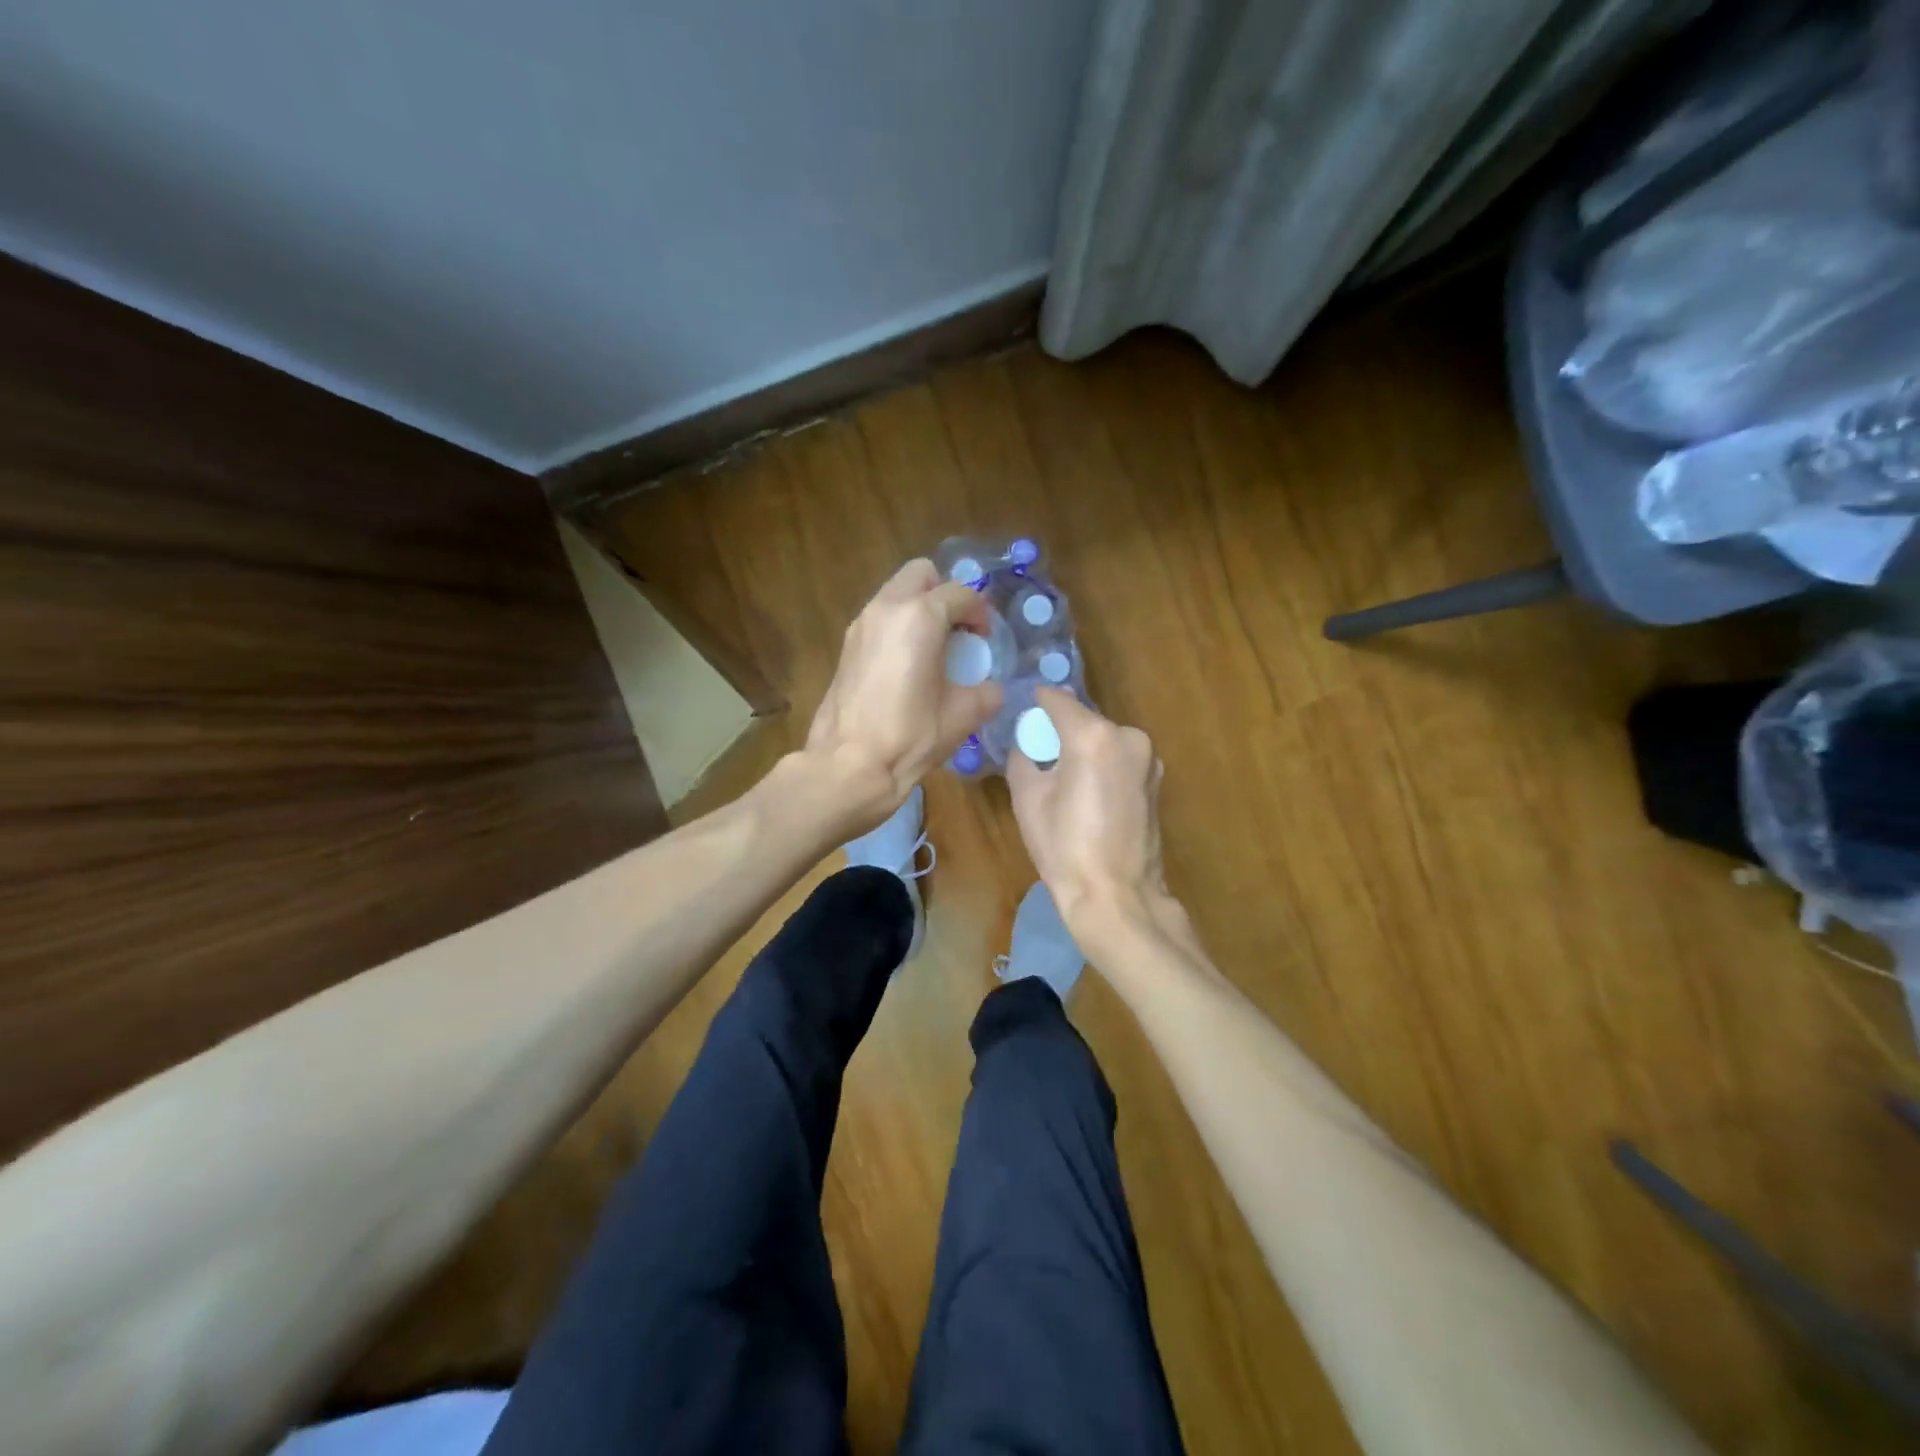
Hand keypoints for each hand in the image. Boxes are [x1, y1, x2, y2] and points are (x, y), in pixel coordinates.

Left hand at [806, 559, 1002, 827]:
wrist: (850, 765)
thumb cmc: (910, 736)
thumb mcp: (963, 715)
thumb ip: (986, 693)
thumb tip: (991, 689)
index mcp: (919, 617)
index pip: (960, 593)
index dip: (980, 613)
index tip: (985, 640)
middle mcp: (886, 608)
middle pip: (921, 575)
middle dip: (944, 594)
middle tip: (957, 629)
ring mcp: (860, 625)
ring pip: (896, 593)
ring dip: (919, 608)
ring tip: (934, 648)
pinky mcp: (846, 646)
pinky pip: (879, 617)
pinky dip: (898, 626)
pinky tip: (908, 665)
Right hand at [1007, 688, 1176, 942]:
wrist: (1116, 896)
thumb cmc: (1064, 847)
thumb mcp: (1028, 799)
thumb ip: (1023, 758)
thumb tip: (1026, 744)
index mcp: (1093, 736)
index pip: (1057, 700)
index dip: (1037, 701)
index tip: (1022, 708)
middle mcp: (1127, 736)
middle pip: (1084, 719)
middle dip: (1061, 729)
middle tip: (1038, 750)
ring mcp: (1148, 759)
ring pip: (1104, 739)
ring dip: (1084, 748)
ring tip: (1063, 777)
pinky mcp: (1155, 781)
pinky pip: (1120, 759)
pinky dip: (1102, 765)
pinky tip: (1088, 794)